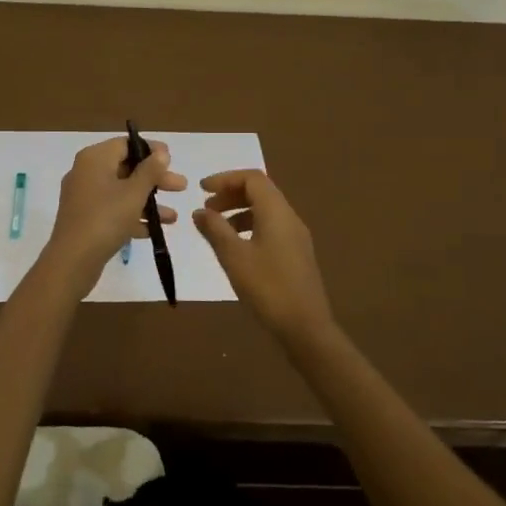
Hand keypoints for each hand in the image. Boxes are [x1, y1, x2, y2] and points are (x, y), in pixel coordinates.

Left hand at [41, 137, 186, 294]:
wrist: (72, 260)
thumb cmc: (105, 218)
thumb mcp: (134, 192)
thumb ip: (150, 170)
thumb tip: (161, 152)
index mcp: (94, 158)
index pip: (125, 144)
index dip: (150, 149)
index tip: (172, 159)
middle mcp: (86, 172)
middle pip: (126, 168)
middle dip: (155, 179)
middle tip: (181, 187)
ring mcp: (85, 197)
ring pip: (122, 191)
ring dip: (149, 201)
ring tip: (174, 216)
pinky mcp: (86, 219)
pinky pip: (114, 210)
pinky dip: (133, 216)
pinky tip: (156, 230)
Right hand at [193, 169, 334, 340]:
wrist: (305, 327)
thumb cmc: (267, 287)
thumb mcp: (234, 257)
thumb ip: (215, 229)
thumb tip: (200, 211)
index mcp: (277, 212)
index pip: (252, 178)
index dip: (225, 178)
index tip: (201, 189)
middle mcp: (289, 217)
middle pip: (260, 191)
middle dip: (230, 194)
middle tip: (206, 209)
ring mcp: (296, 236)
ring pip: (265, 211)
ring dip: (239, 211)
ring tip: (216, 229)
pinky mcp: (296, 254)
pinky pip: (270, 227)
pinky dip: (249, 227)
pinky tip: (236, 248)